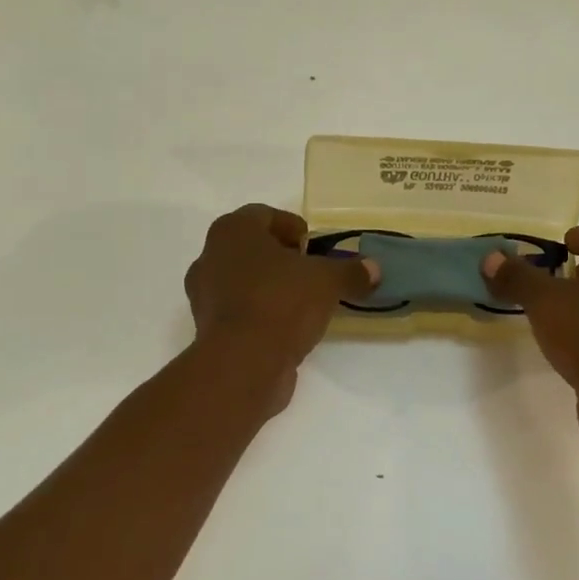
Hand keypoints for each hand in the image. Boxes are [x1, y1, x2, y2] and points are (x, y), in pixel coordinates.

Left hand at [185, 205, 378, 411]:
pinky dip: (261, 314)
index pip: (264, 215)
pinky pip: (240, 311)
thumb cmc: (281, 302)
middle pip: (251, 248)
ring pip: (243, 280)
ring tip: (304, 302)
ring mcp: (204, 295)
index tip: (314, 245)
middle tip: (311, 271)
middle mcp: (210, 256)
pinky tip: (287, 327)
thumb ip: (350, 271)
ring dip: (271, 287)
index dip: (292, 227)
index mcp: (233, 231)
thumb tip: (374, 269)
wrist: (242, 363)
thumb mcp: (327, 281)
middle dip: (281, 257)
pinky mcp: (208, 329)